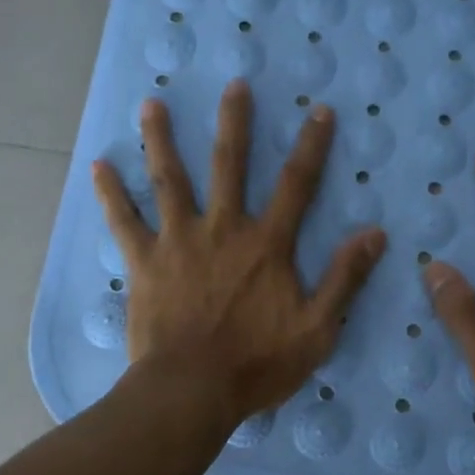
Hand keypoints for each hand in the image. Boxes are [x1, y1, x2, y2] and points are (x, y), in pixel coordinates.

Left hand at [93, 81, 386, 429]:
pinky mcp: (144, 263)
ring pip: (169, 181)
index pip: (296, 185)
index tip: (320, 110)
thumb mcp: (318, 328)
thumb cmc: (258, 363)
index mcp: (267, 245)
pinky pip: (123, 222)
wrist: (191, 391)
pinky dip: (111, 194)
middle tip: (234, 84)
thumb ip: (344, 278)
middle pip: (230, 166)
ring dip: (161, 140)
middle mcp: (223, 230)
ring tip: (151, 103)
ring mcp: (179, 242)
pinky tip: (98, 166)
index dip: (312, 146)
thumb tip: (375, 234)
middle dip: (234, 123)